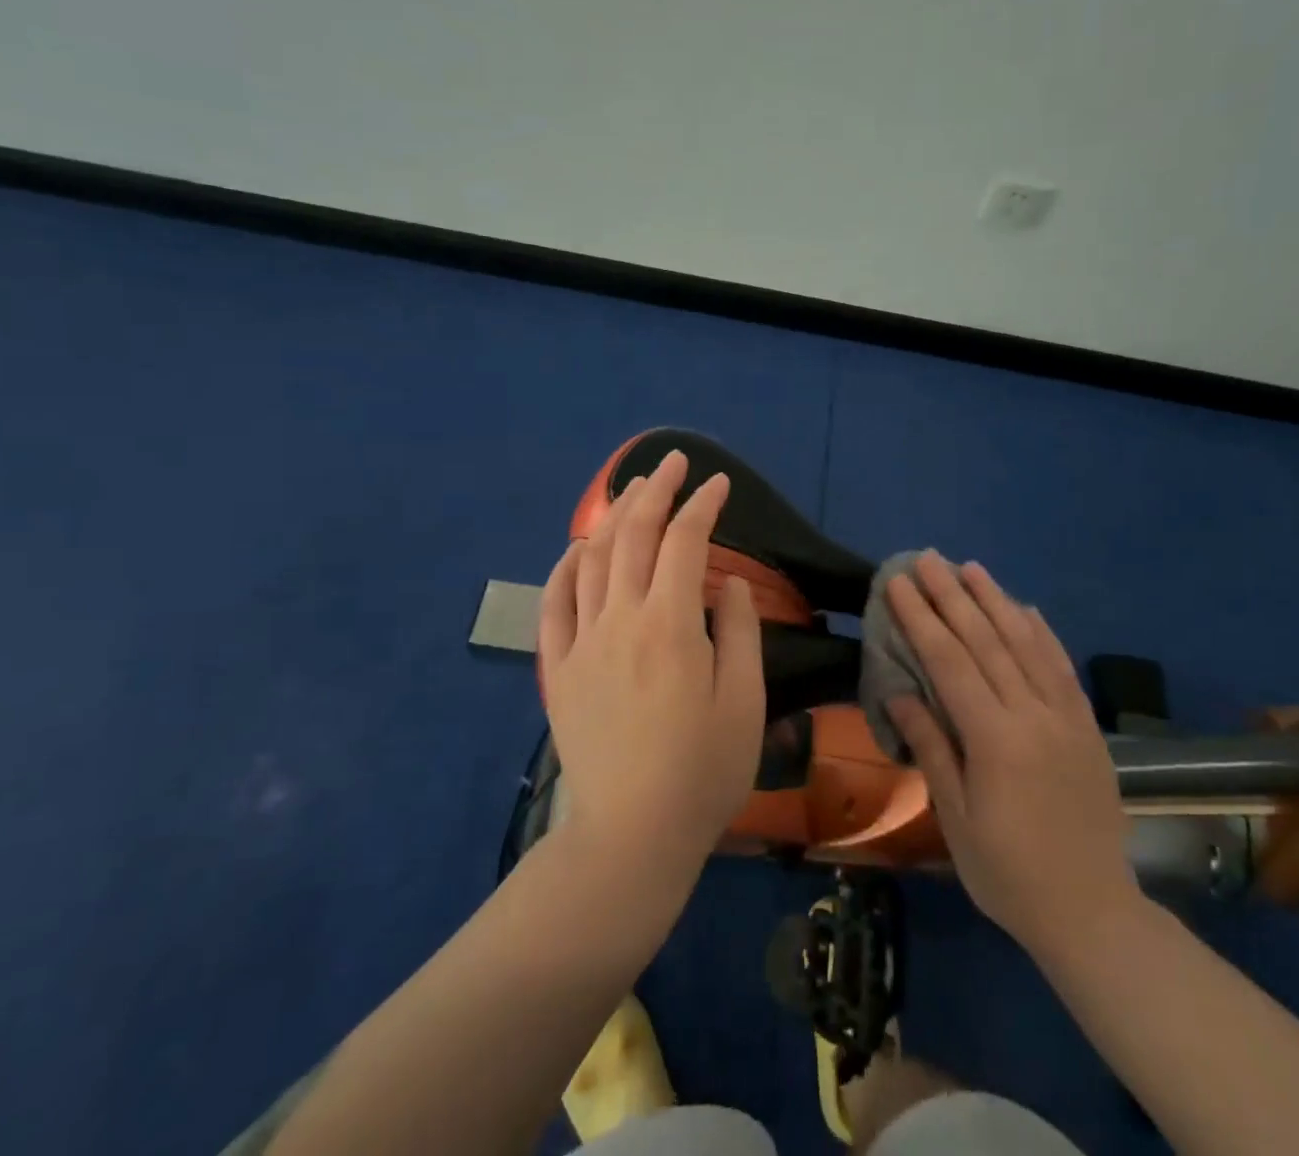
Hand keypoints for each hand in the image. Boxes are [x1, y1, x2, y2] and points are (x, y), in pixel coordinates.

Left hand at [537, 450, 765, 890]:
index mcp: (669, 625)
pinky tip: (577, 550)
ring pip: (591, 560)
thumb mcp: (745, 703)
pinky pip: (553, 605)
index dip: (704, 505)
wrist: (630, 837)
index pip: (685, 542)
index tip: (720, 484)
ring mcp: (581, 643)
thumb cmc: (702, 773)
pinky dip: (564, 568)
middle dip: (655, 491)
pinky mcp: (557, 670)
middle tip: (673, 462)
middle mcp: (619, 620)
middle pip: (633, 536)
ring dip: (613, 518)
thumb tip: (725, 581)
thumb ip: (738, 631)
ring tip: (632, 492)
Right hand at [886, 553, 1140, 954]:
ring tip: (971, 567)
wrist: (1092, 913)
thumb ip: (931, 749)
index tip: (899, 584)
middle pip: (987, 641)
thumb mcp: (956, 820)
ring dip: (996, 600)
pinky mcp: (1087, 726)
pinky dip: (1042, 632)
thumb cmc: (1008, 873)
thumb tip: (899, 692)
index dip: (921, 619)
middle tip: (926, 559)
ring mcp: (1066, 717)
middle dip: (952, 595)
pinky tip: (1026, 608)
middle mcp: (1033, 715)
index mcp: (995, 740)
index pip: (950, 662)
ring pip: (1027, 643)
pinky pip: (1062, 667)